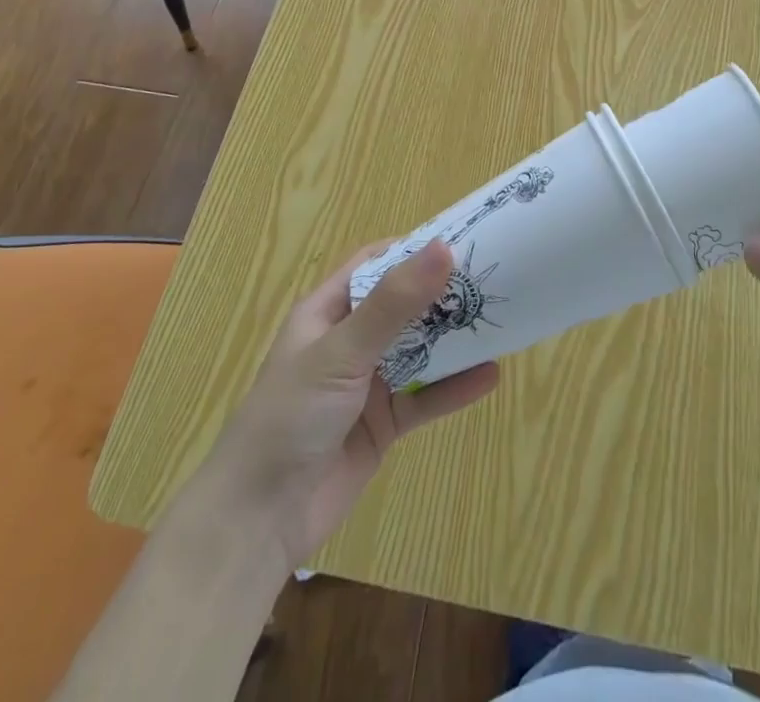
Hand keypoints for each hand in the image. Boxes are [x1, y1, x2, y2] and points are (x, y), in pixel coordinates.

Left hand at [190, 241, 498, 569]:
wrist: (259, 521)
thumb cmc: (291, 416)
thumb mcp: (342, 351)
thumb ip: (393, 304)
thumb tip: (443, 249)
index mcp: (328, 311)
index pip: (375, 264)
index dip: (414, 249)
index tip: (462, 238)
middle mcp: (349, 341)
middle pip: (403, 306)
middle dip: (442, 293)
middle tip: (493, 278)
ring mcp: (367, 384)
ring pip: (419, 351)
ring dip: (453, 339)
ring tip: (500, 319)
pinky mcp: (382, 425)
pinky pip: (425, 399)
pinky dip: (454, 388)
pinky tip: (490, 376)